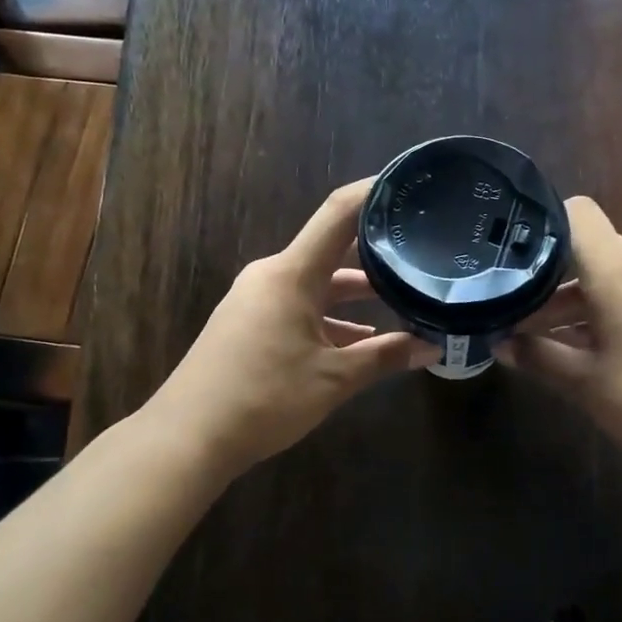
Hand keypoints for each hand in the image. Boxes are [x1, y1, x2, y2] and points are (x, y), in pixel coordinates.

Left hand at [148, 180, 439, 476]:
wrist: (188, 437)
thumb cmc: (265, 397)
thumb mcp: (334, 378)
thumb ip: (386, 357)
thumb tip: (434, 348)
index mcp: (292, 273)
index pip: (338, 214)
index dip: (372, 193)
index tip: (407, 184)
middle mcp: (272, 276)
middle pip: (331, 253)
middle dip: (375, 256)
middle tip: (419, 255)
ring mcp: (256, 300)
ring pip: (316, 286)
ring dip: (354, 296)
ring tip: (402, 302)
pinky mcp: (248, 325)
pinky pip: (298, 308)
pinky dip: (330, 319)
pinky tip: (360, 341)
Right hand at [495, 197, 621, 459]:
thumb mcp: (585, 383)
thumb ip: (538, 357)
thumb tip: (498, 345)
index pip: (579, 215)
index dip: (542, 225)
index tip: (511, 257)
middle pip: (591, 250)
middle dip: (550, 277)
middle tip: (514, 308)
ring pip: (612, 275)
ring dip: (576, 299)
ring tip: (538, 334)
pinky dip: (605, 309)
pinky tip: (584, 346)